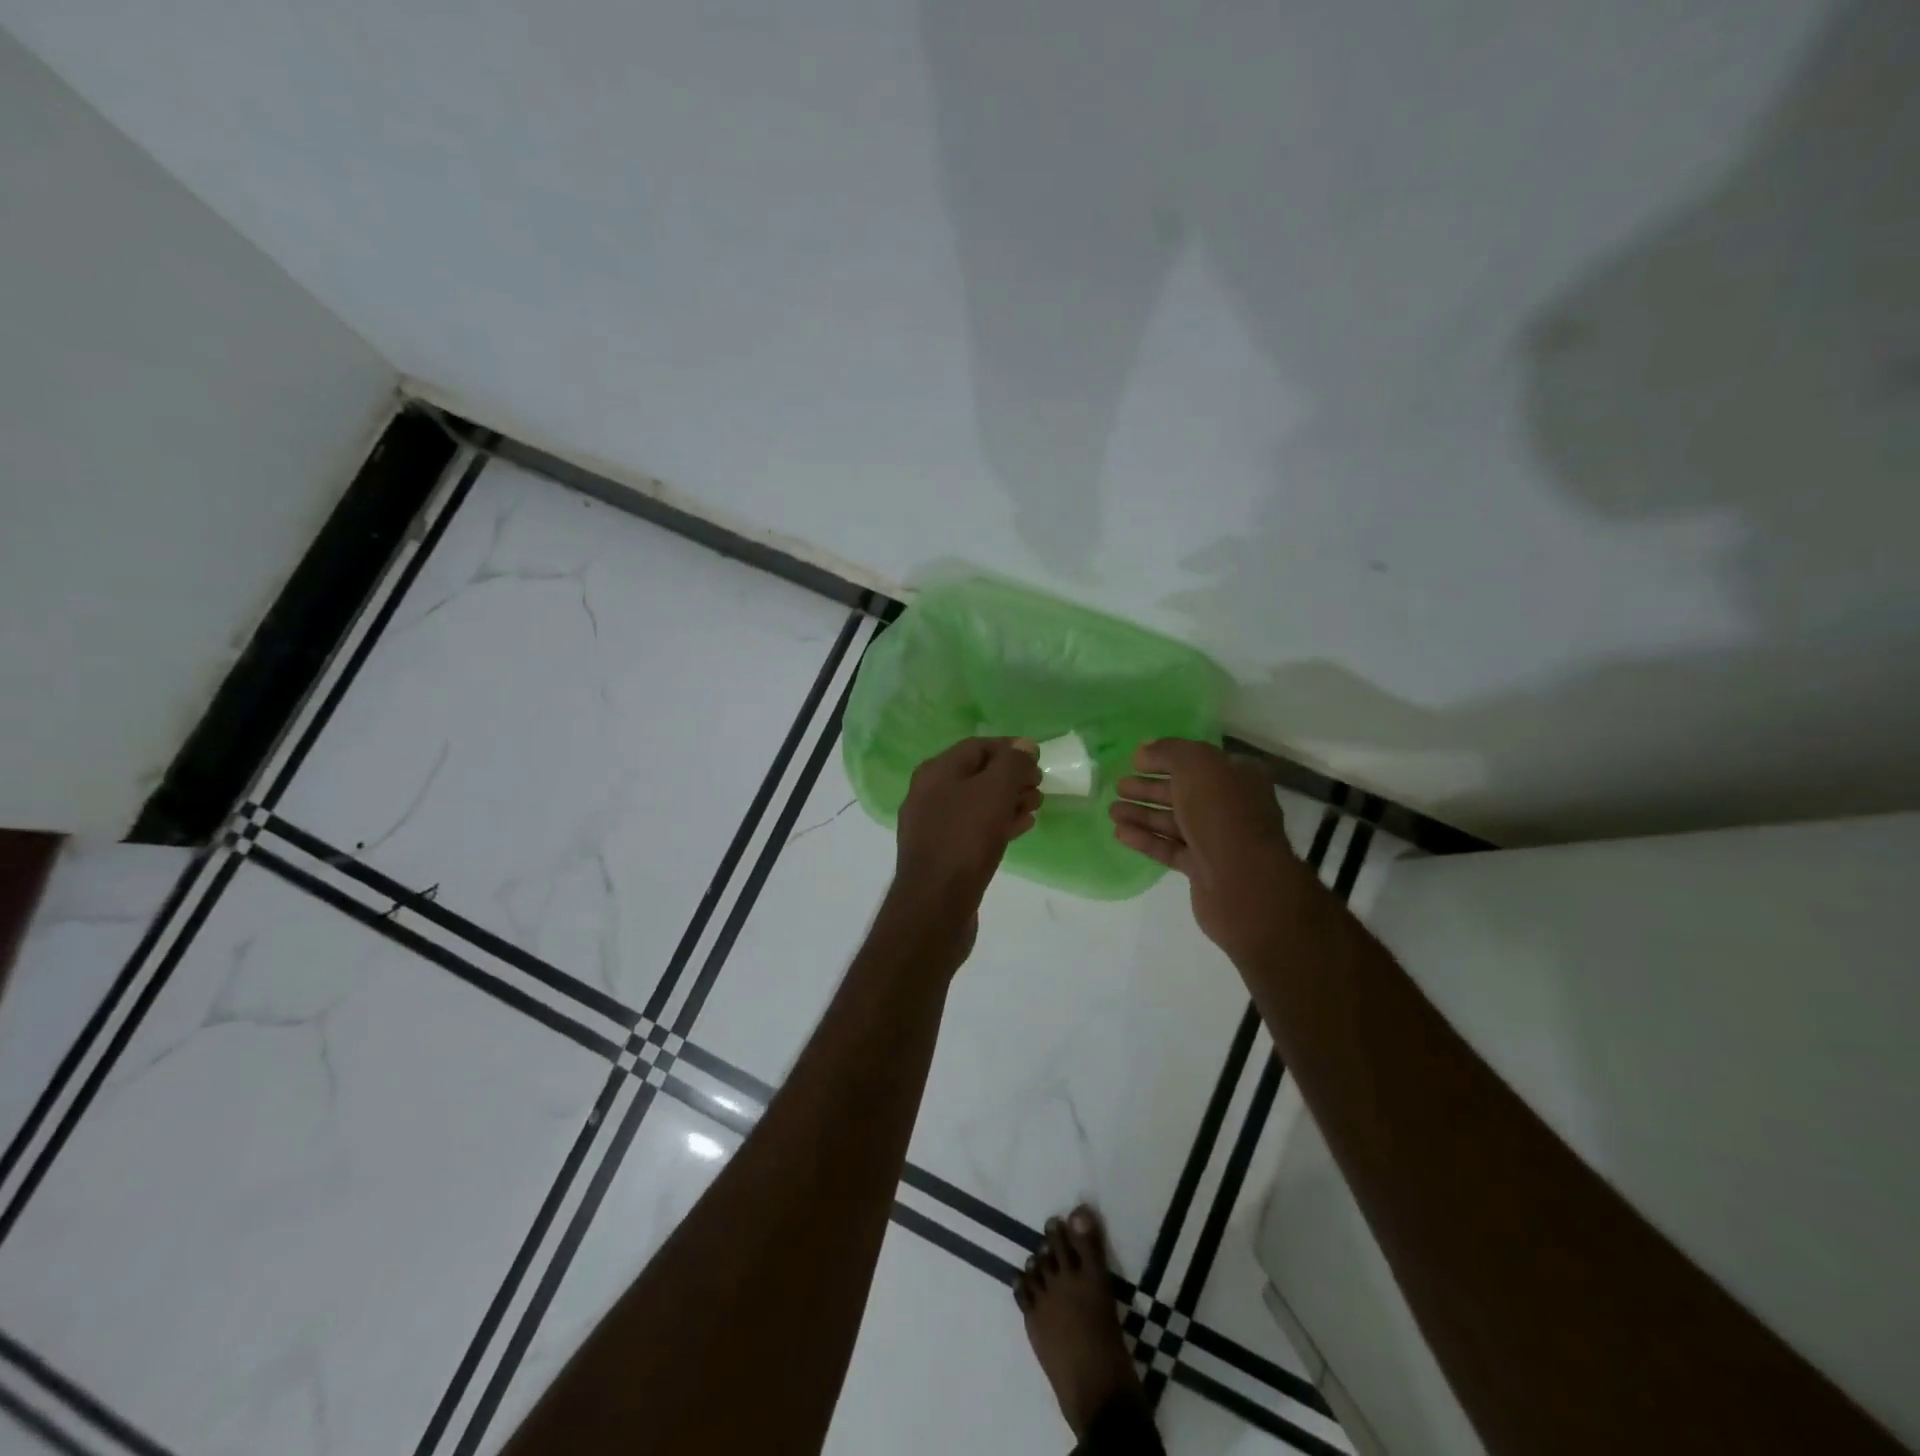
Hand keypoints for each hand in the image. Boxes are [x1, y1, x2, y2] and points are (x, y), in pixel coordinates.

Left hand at [893, 736, 1042, 917]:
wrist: (935, 904)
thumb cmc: (965, 839)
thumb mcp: (994, 792)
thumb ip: (1011, 764)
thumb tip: (1023, 746)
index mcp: (936, 772)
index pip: (977, 746)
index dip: (1010, 749)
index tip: (1039, 761)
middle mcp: (929, 794)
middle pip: (977, 774)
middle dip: (1011, 777)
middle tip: (1040, 787)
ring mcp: (933, 825)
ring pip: (977, 802)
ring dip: (1009, 800)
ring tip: (1036, 806)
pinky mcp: (942, 853)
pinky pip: (974, 828)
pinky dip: (999, 823)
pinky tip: (1022, 828)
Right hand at [1109, 739, 1306, 963]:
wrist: (1242, 881)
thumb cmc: (1222, 814)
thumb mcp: (1196, 766)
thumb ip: (1168, 751)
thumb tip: (1144, 751)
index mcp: (1238, 777)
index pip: (1198, 761)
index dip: (1166, 758)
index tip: (1134, 762)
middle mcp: (1231, 806)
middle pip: (1183, 791)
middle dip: (1149, 788)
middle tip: (1118, 786)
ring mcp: (1218, 839)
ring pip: (1174, 820)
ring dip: (1142, 813)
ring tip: (1111, 810)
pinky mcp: (1203, 868)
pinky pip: (1170, 847)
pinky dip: (1146, 838)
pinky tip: (1120, 833)